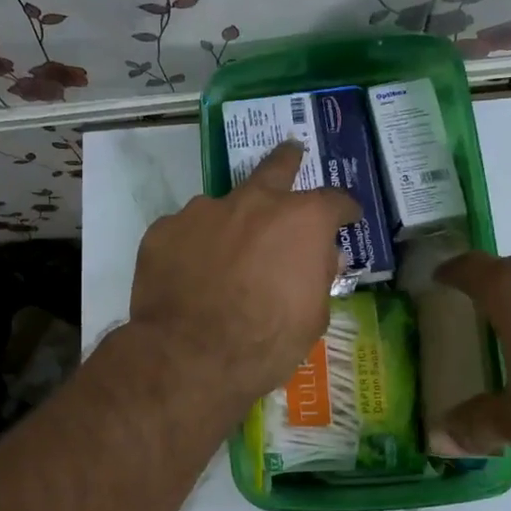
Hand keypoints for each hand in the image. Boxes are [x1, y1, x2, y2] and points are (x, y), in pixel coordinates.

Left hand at [129, 141, 359, 408]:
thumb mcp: (312, 317)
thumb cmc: (264, 343)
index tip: (347, 217)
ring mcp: (202, 211)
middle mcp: (252, 202)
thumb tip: (322, 256)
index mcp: (300, 220)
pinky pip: (185, 231)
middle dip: (287, 160)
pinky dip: (193, 247)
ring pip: (223, 206)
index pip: (334, 201)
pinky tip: (188, 274)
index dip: (344, 210)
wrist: (188, 357)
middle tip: (291, 153)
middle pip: (275, 168)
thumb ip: (318, 275)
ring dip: (231, 222)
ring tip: (224, 255)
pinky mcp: (163, 230)